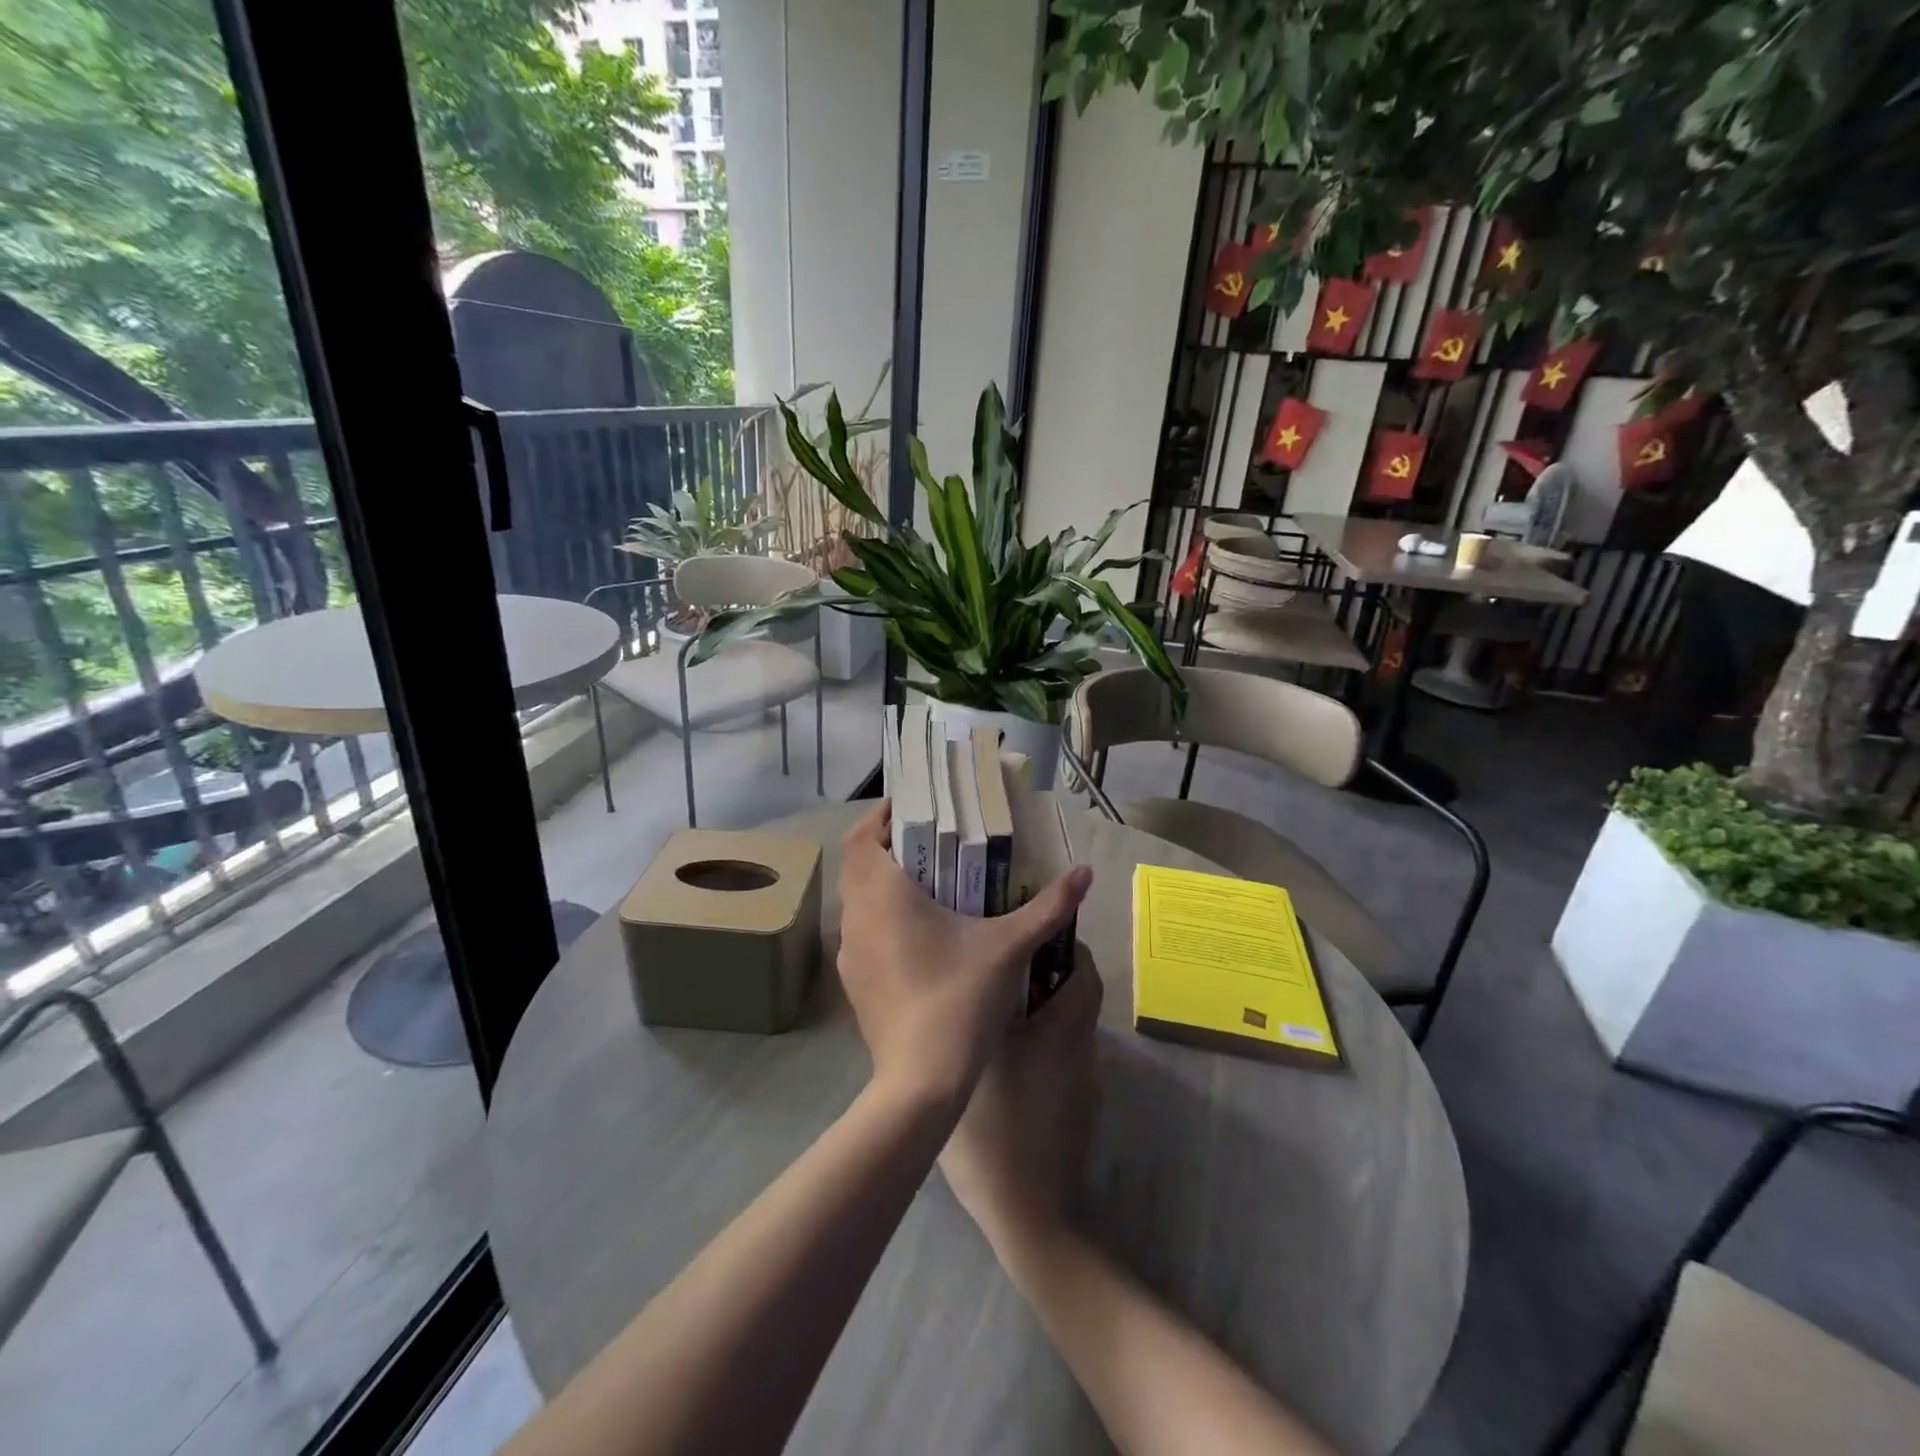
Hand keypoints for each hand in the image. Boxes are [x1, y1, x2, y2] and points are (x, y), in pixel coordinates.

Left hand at [835, 801, 1091, 1109]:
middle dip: (888, 847)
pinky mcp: (853, 982)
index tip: (913, 809)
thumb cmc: (960, 998)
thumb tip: (1085, 873)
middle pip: (858, 864)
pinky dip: (882, 918)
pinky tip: (919, 935)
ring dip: (883, 883)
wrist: (921, 1081)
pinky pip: (862, 932)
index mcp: (883, 893)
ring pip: (858, 899)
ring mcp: (850, 952)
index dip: (881, 816)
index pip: (861, 835)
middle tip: (930, 841)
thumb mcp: (1009, 947)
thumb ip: (1048, 907)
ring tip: (928, 883)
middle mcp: (857, 915)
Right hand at [938, 960, 1102, 1250]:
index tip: (1035, 933)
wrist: (1026, 1211)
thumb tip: (972, 981)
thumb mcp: (973, 1059)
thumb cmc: (995, 1126)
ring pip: (1069, 1029)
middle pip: (1078, 997)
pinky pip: (1061, 1060)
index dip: (1067, 945)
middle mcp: (1081, 1049)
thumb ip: (973, 1016)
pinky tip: (1007, 1059)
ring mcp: (1081, 1083)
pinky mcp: (1075, 1111)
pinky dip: (1042, 1046)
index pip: (1084, 971)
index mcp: (1063, 1029)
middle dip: (1051, 974)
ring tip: (998, 1006)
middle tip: (1008, 966)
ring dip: (1045, 1010)